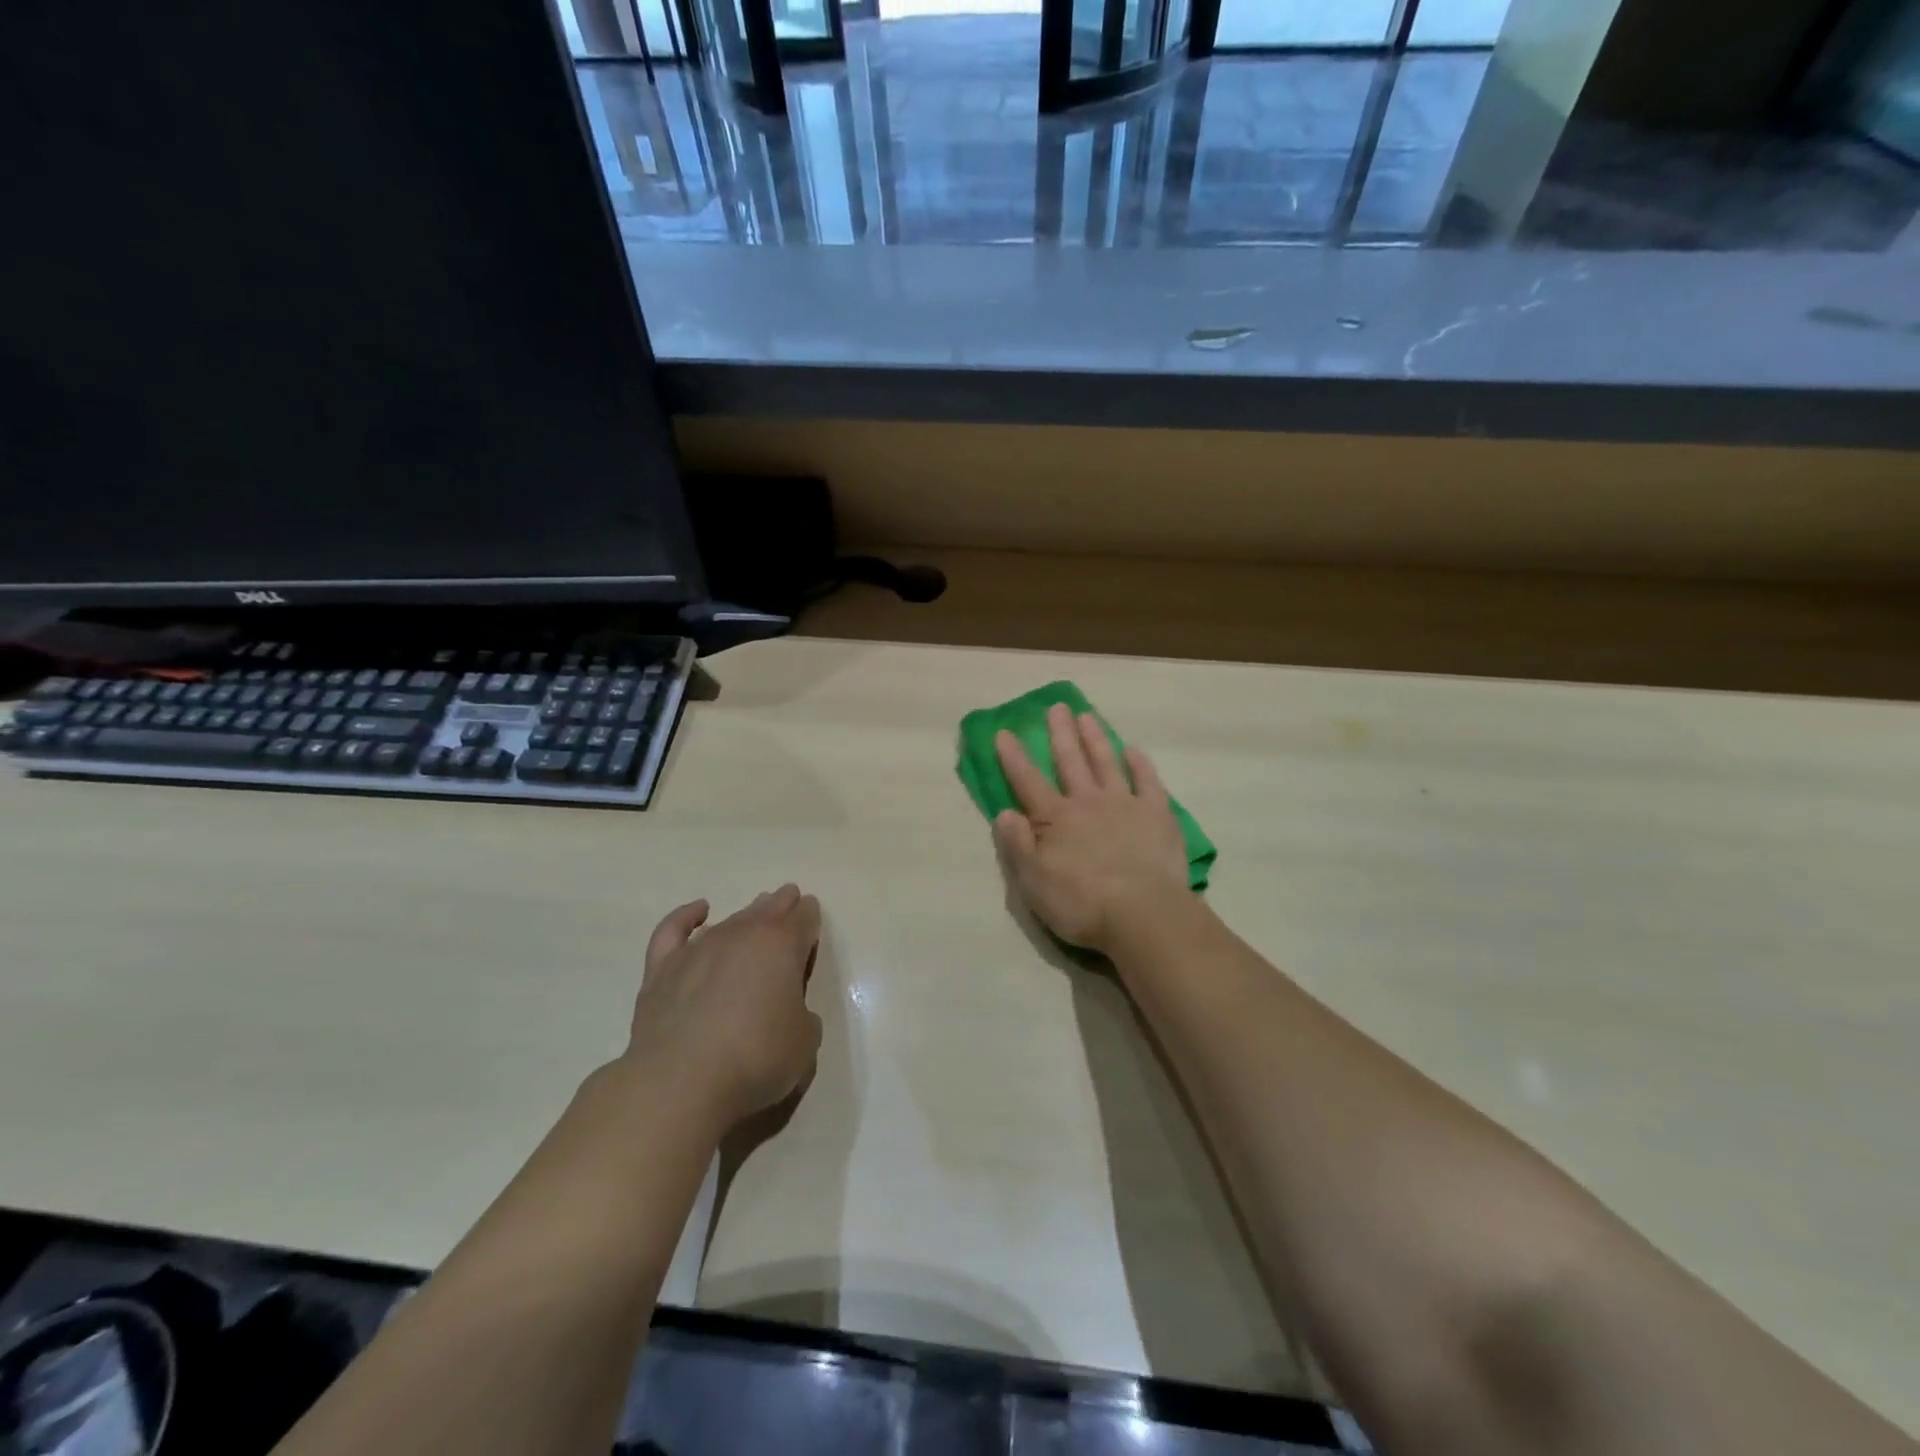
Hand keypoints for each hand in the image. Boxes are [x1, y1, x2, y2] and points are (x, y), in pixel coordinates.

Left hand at [626, 885, 823, 1129]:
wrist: (681, 1082)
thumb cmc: (755, 1058)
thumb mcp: (805, 1041)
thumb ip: (803, 1015)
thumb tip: (787, 1011)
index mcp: (783, 945)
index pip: (804, 917)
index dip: (810, 918)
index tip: (812, 921)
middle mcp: (742, 934)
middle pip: (769, 908)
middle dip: (783, 905)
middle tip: (789, 904)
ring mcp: (699, 948)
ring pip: (731, 919)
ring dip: (748, 913)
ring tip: (756, 912)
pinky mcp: (663, 968)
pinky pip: (675, 929)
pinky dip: (687, 916)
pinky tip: (699, 911)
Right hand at [994, 704, 1189, 952]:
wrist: (1142, 914)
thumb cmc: (1082, 903)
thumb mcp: (1034, 882)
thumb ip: (1017, 845)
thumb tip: (1004, 812)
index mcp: (1055, 818)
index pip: (1028, 781)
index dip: (1014, 757)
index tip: (1004, 732)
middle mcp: (1087, 802)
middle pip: (1070, 761)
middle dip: (1060, 733)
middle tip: (1056, 707)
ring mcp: (1124, 804)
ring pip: (1106, 762)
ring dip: (1095, 738)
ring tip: (1086, 716)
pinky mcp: (1157, 814)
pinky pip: (1147, 781)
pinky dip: (1140, 764)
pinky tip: (1134, 750)